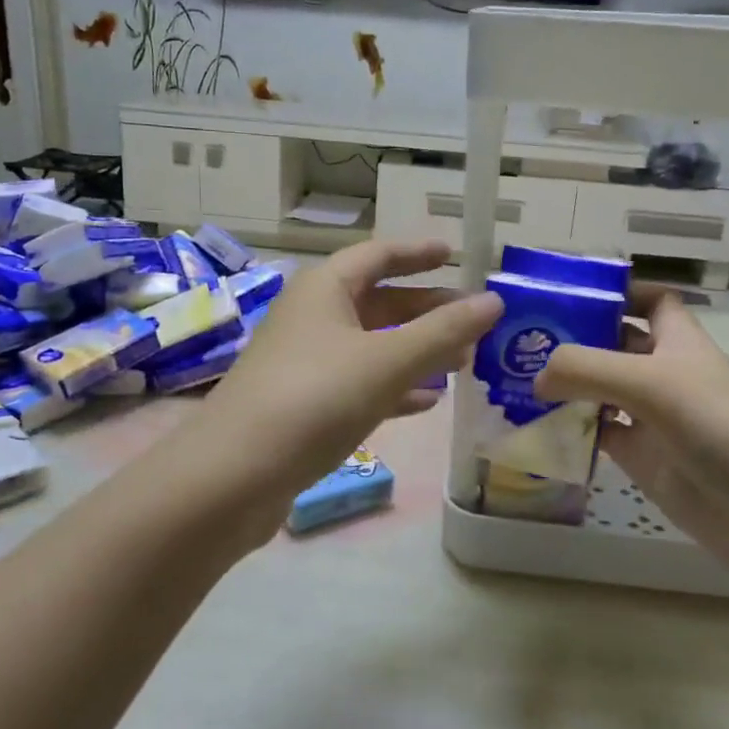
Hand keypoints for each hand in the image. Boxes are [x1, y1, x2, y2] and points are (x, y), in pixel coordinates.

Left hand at [201, 240, 502, 504]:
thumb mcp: (387, 361)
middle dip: (427, 310)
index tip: (456, 254)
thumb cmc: (315, 399)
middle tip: (474, 321)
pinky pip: (360, 383)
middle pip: (379, 301)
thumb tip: (493, 301)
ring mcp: (306, 362)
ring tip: (463, 362)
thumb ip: (443, 332)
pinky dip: (394, 387)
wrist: (235, 475)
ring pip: (372, 345)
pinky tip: (426, 402)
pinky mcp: (305, 404)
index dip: (418, 253)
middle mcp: (313, 316)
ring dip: (416, 351)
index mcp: (325, 288)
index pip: (379, 255)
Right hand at [533, 285, 728, 603]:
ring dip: (566, 385)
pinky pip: (599, 436)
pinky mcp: (644, 460)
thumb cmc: (720, 427)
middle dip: (575, 338)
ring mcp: (653, 419)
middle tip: (520, 339)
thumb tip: (536, 375)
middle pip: (615, 344)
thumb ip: (587, 369)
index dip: (616, 291)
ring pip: (601, 391)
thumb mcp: (651, 382)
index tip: (567, 294)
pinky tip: (536, 427)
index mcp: (678, 341)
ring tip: (514, 379)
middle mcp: (664, 374)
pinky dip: (571, 430)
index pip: (650, 300)